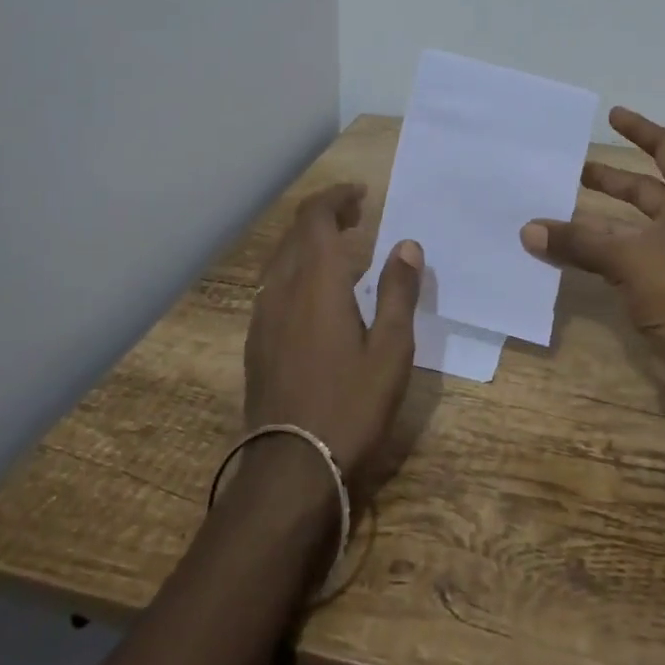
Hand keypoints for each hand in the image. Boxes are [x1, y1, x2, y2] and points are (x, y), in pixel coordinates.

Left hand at [244, 183, 421, 489]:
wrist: (290, 470)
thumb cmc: (350, 406)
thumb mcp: (391, 350)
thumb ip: (399, 292)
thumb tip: (406, 244)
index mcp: (316, 283)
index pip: (316, 218)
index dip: (336, 197)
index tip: (362, 194)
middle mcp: (282, 290)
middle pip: (295, 234)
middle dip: (324, 215)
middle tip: (357, 216)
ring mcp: (263, 317)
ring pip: (281, 260)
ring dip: (309, 243)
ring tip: (342, 251)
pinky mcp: (257, 343)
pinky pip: (274, 286)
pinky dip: (297, 271)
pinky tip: (318, 296)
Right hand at [519, 107, 664, 347]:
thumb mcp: (625, 257)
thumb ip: (577, 241)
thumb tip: (529, 230)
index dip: (641, 130)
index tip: (612, 117)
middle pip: (647, 188)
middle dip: (612, 179)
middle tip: (574, 170)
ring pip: (634, 225)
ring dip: (600, 218)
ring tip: (560, 211)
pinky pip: (629, 254)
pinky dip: (603, 249)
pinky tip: (571, 253)